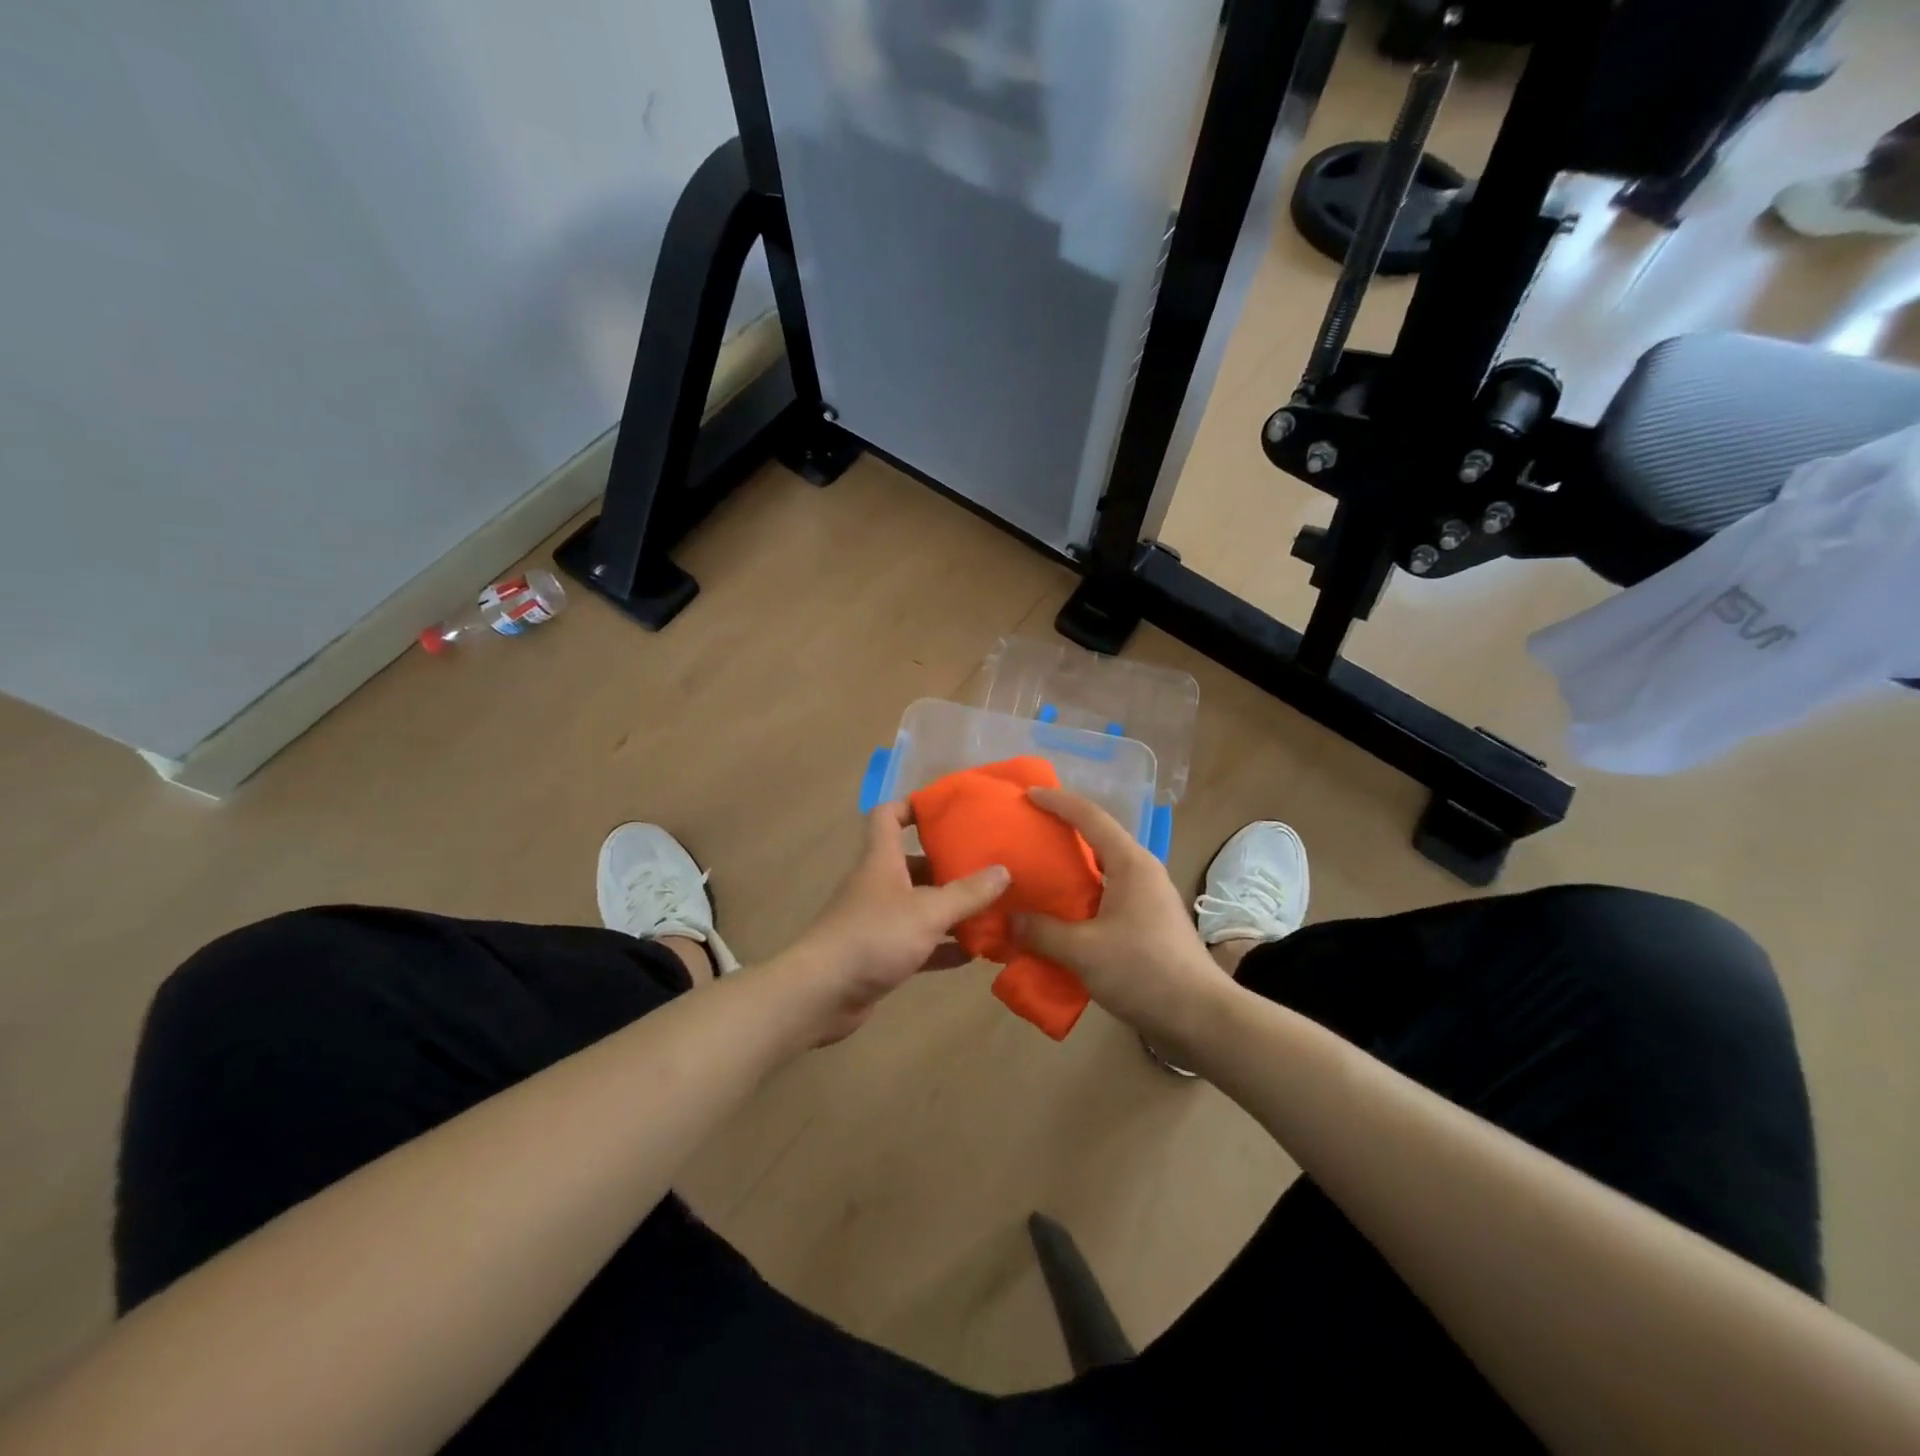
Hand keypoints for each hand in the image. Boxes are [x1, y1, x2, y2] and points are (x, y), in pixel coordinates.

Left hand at [782, 802, 1009, 1044]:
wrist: (821, 994)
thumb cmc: (874, 937)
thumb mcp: (927, 911)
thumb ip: (967, 893)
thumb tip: (1004, 870)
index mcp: (882, 860)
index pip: (889, 816)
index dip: (914, 806)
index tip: (948, 808)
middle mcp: (878, 884)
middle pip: (914, 863)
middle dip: (949, 864)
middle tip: (988, 865)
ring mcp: (878, 921)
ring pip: (920, 905)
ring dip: (951, 908)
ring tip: (992, 908)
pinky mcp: (880, 954)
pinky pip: (919, 943)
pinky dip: (943, 946)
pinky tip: (975, 953)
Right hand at [1013, 788, 1227, 1047]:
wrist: (1200, 1017)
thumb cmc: (1143, 971)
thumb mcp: (1083, 951)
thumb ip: (1042, 931)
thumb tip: (1008, 919)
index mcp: (1130, 863)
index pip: (1090, 817)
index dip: (1057, 802)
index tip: (1027, 795)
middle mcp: (1141, 871)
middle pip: (1097, 839)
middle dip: (1061, 832)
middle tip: (1026, 834)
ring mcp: (1147, 898)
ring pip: (1101, 870)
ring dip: (1070, 869)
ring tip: (1035, 873)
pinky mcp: (1147, 923)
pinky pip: (1106, 896)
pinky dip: (1080, 897)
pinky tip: (1058, 915)